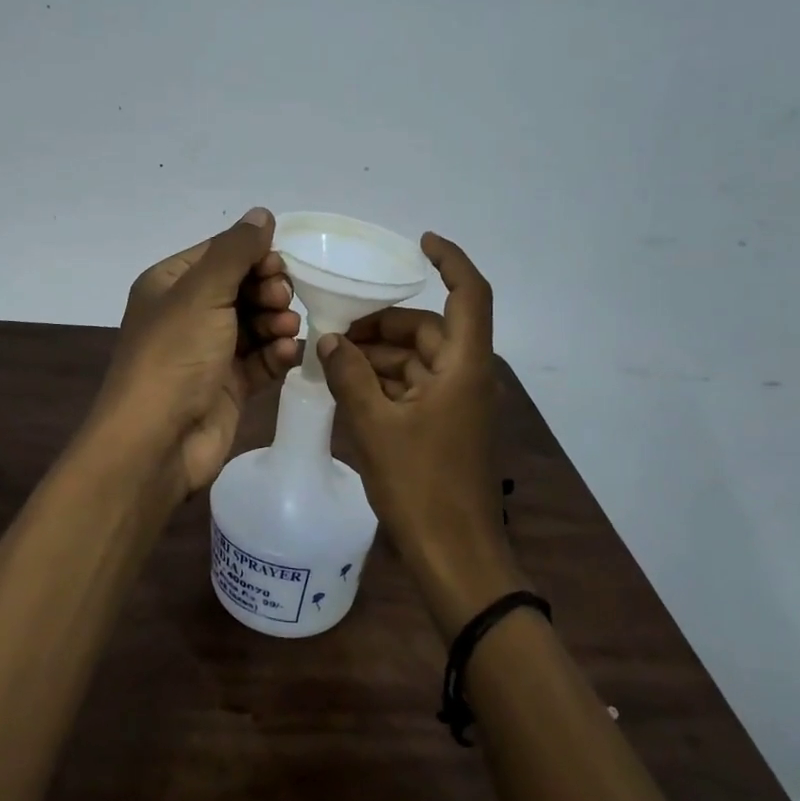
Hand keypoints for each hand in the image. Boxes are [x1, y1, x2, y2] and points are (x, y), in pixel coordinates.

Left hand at [94, 207, 301, 499]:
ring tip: (286, 329)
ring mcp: (208, 351)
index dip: (254, 255)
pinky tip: (289, 353)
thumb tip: (262, 213)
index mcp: (171, 284)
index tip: (279, 266)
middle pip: (242, 286)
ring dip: (276, 321)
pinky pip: (261, 358)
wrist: (156, 442)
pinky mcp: (228, 385)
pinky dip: (278, 353)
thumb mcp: (203, 292)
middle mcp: (188, 313)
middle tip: (279, 300)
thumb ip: (236, 250)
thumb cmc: (174, 356)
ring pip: (255, 322)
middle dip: (268, 289)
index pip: (221, 253)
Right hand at [316, 233, 521, 636]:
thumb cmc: (421, 486)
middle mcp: (468, 376)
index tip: (419, 243)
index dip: (450, 260)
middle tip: (337, 332)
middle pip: (429, 329)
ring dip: (379, 356)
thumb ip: (350, 376)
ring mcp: (459, 404)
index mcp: (464, 366)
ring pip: (418, 359)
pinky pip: (415, 387)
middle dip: (384, 324)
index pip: (470, 294)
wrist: (457, 558)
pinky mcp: (447, 427)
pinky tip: (350, 389)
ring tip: (333, 363)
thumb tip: (330, 341)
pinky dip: (385, 383)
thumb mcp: (375, 426)